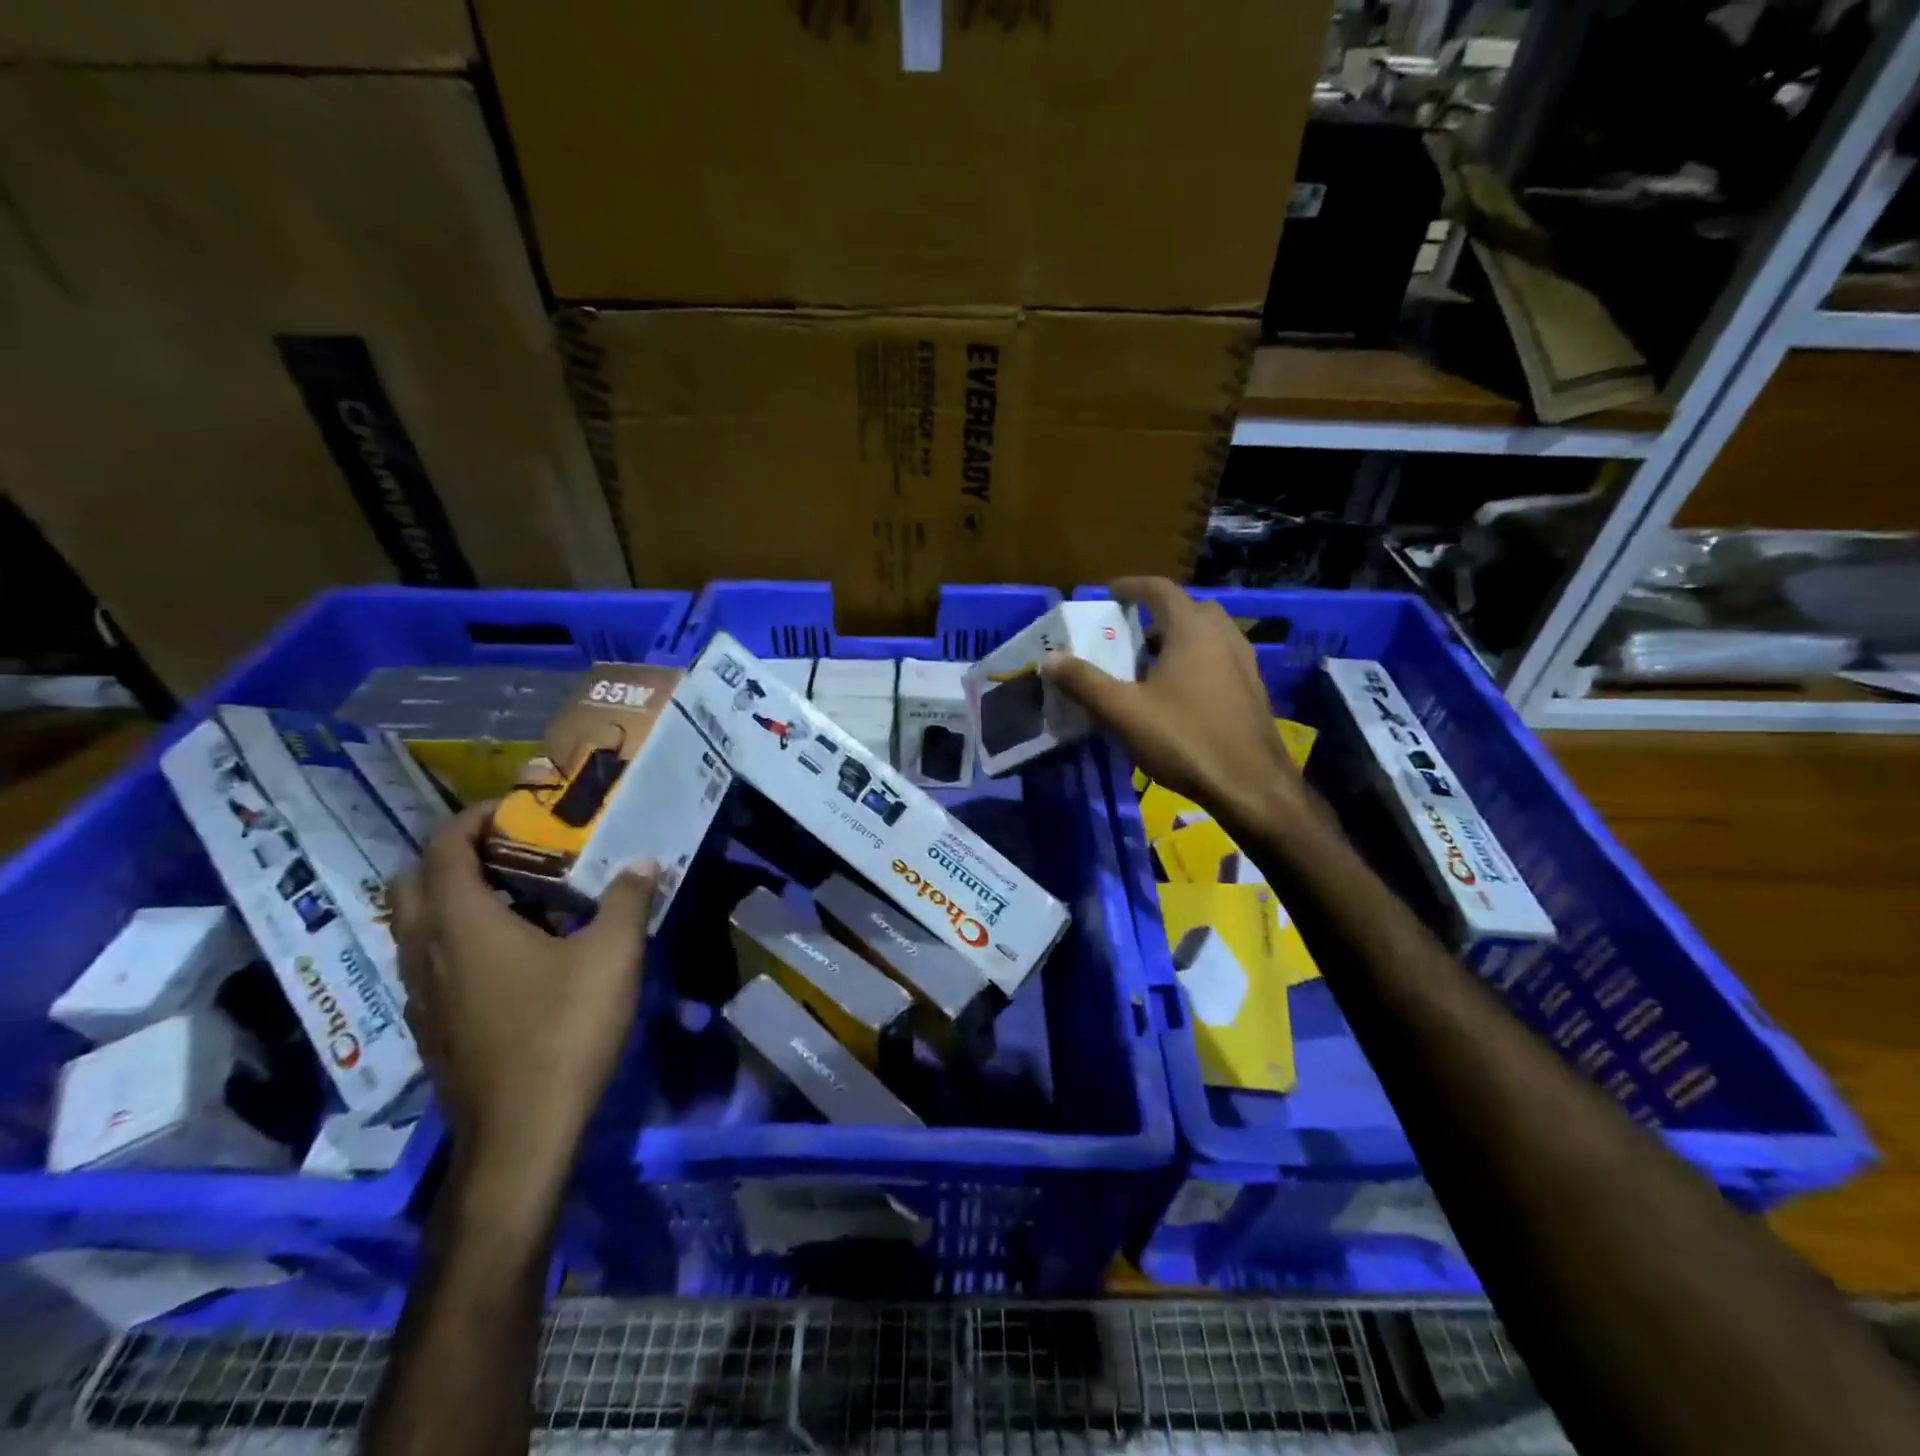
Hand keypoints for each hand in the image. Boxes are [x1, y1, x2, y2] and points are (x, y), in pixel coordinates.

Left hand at [391, 806, 656, 1178]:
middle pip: (413, 884)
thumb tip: (642, 862)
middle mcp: (427, 953)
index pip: (443, 851)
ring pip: (415, 927)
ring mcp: (421, 995)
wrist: (521, 1135)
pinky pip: (429, 962)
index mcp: (463, 925)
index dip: (469, 820)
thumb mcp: (613, 957)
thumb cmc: (564, 1032)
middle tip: (508, 852)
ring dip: (450, 899)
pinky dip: (455, 940)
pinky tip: (508, 957)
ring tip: (512, 898)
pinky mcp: (431, 1027)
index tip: (511, 811)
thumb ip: (627, 901)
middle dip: (452, 856)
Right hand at [1044, 577, 1312, 834]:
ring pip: (1207, 635)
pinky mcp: (1252, 689)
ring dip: (1177, 639)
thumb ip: (1085, 682)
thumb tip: (1049, 658)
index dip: (1132, 587)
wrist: (1251, 785)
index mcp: (1192, 630)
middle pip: (1188, 609)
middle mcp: (1223, 636)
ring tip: (1148, 665)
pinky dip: (1195, 661)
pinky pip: (1219, 658)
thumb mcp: (1124, 712)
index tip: (1110, 593)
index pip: (1160, 590)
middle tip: (1128, 634)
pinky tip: (1177, 694)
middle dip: (1156, 615)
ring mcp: (1244, 662)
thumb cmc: (1184, 739)